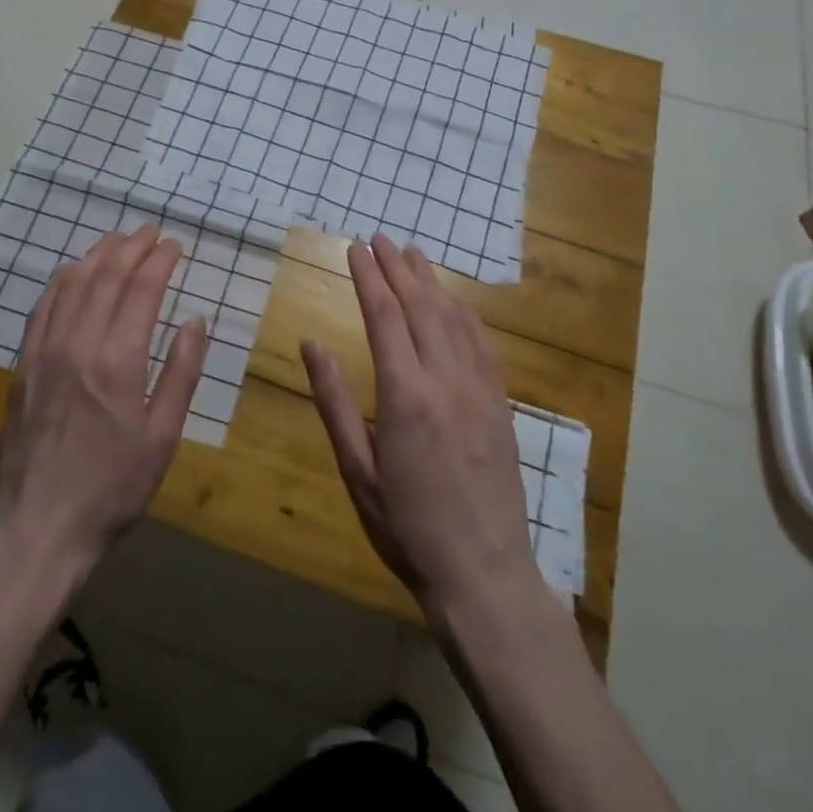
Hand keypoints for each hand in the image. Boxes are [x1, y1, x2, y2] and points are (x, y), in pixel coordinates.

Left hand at [0, 226, 205, 582]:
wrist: (39, 525)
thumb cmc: (112, 487)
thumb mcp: (162, 438)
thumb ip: (181, 374)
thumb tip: (195, 321)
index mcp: (119, 361)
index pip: (142, 289)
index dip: (160, 260)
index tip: (176, 245)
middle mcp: (79, 343)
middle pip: (107, 275)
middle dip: (132, 246)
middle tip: (152, 232)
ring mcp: (45, 350)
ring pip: (72, 282)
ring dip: (98, 254)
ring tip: (118, 239)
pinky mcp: (24, 363)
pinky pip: (42, 306)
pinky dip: (62, 280)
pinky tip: (73, 271)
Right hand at [304, 236, 536, 615]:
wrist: (484, 573)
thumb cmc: (406, 526)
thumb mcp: (357, 470)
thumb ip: (334, 402)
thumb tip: (312, 344)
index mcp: (404, 394)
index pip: (384, 316)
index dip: (368, 277)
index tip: (355, 248)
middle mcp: (445, 380)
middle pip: (420, 306)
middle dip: (397, 268)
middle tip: (379, 238)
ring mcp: (479, 389)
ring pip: (453, 318)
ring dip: (431, 282)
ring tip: (412, 254)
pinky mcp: (500, 404)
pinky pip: (482, 344)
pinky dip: (464, 313)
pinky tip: (454, 302)